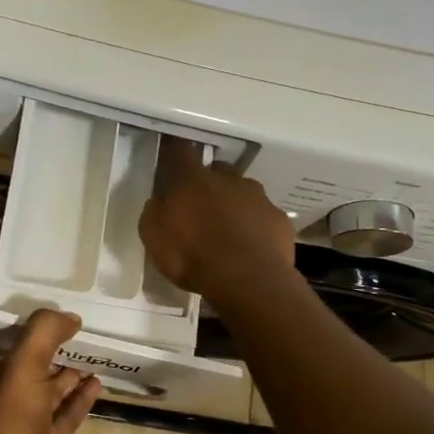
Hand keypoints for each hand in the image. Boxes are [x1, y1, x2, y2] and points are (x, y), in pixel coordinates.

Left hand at [0, 310, 99, 433]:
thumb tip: (71, 317)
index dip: (30, 324)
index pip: (8, 337)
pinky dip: (80, 399)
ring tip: (96, 354)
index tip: (56, 310)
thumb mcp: (24, 364)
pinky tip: (98, 384)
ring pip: (51, 389)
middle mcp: (3, 392)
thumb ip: (45, 332)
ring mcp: (24, 421)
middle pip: (32, 362)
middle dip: (55, 346)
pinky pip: (64, 414)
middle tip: (84, 330)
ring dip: (71, 373)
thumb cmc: (9, 420)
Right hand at [139, 154, 294, 300]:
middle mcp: (228, 180)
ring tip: (229, 232)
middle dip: (209, 184)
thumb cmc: (192, 257)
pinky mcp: (279, 219)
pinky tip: (251, 248)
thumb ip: (156, 212)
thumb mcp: (154, 238)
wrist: (248, 282)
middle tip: (201, 208)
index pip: (180, 152)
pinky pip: (264, 217)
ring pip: (243, 192)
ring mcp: (258, 198)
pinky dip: (256, 227)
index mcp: (192, 180)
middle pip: (217, 171)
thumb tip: (161, 202)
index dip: (176, 151)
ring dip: (235, 204)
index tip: (173, 155)